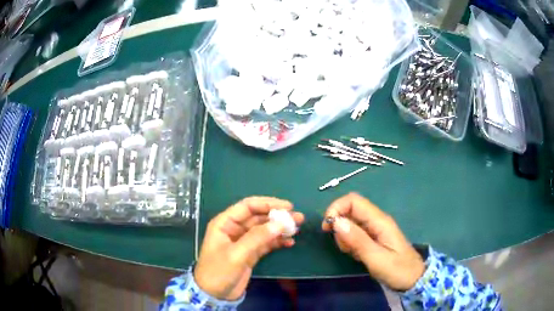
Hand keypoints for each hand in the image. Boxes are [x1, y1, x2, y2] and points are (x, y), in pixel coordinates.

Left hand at [195, 197, 303, 300]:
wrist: (214, 294)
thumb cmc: (218, 271)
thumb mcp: (236, 254)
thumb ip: (257, 238)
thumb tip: (280, 224)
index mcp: (225, 223)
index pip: (248, 206)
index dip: (267, 204)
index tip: (287, 207)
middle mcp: (234, 229)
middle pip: (258, 217)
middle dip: (277, 216)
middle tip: (298, 217)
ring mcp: (243, 242)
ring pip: (264, 230)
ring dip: (279, 229)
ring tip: (297, 228)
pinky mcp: (250, 253)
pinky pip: (266, 243)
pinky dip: (277, 242)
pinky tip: (289, 242)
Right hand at [322, 193, 424, 290]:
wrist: (413, 278)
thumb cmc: (397, 269)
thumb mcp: (376, 258)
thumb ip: (357, 240)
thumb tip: (337, 221)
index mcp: (379, 221)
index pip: (354, 201)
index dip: (337, 208)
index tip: (327, 227)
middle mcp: (377, 221)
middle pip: (350, 210)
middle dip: (339, 224)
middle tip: (343, 246)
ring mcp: (375, 229)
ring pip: (351, 222)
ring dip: (344, 236)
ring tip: (352, 253)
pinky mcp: (373, 238)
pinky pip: (355, 233)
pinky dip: (349, 242)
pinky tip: (356, 254)